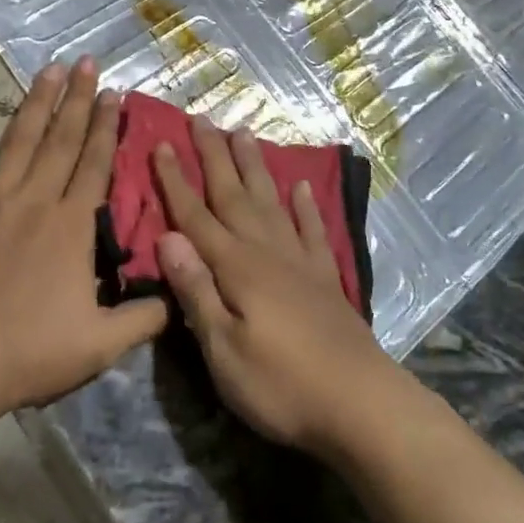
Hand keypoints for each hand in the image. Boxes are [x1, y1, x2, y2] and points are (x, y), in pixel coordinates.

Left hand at [0, 58, 167, 420]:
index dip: (106, 126)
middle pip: (61, 140)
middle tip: (86, 62)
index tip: (114, 92)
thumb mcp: (101, 345)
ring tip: (49, 69)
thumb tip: (179, 296)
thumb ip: (144, 318)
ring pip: (17, 141)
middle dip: (77, 99)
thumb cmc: (27, 354)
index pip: (95, 164)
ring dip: (35, 103)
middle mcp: (34, 200)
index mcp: (71, 226)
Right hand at [153, 119, 399, 459]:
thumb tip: (168, 237)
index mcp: (237, 268)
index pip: (196, 216)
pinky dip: (305, 206)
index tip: (162, 144)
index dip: (176, 181)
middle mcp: (267, 251)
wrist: (360, 403)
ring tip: (245, 133)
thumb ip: (196, 291)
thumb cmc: (281, 385)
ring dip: (255, 167)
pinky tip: (302, 186)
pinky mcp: (326, 277)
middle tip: (202, 119)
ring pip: (270, 201)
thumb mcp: (224, 350)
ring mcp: (300, 261)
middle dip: (215, 156)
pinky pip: (313, 229)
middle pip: (234, 195)